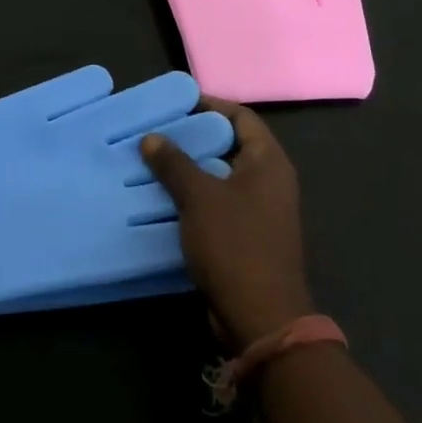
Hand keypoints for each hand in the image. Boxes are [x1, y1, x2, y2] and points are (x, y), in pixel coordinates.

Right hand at [142, 99, 313, 345]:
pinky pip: (218, 204)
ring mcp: (261, 211)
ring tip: (153, 161)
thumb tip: (151, 137)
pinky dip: (194, 197)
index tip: (176, 103)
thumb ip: (174, 163)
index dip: (209, 105)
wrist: (262, 319)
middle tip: (158, 131)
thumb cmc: (235, 245)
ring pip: (221, 177)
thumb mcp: (199, 197)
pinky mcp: (248, 237)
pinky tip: (163, 198)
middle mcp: (270, 181)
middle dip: (194, 138)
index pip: (241, 117)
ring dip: (190, 170)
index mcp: (269, 162)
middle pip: (230, 145)